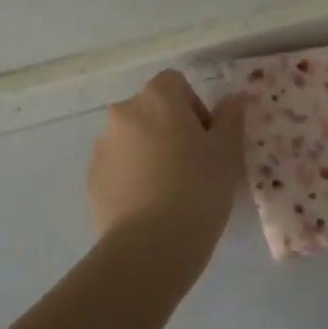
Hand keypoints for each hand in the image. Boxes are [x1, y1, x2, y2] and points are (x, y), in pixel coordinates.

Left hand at [88, 71, 247, 278]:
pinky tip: (149, 207)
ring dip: (148, 152)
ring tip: (169, 191)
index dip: (194, 106)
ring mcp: (102, 147)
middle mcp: (123, 114)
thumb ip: (231, 118)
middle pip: (150, 110)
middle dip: (170, 129)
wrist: (151, 245)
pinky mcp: (92, 179)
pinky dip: (132, 177)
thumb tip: (235, 97)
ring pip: (132, 139)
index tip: (207, 138)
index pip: (175, 83)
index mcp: (156, 99)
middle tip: (192, 165)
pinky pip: (117, 168)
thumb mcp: (226, 152)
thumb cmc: (198, 189)